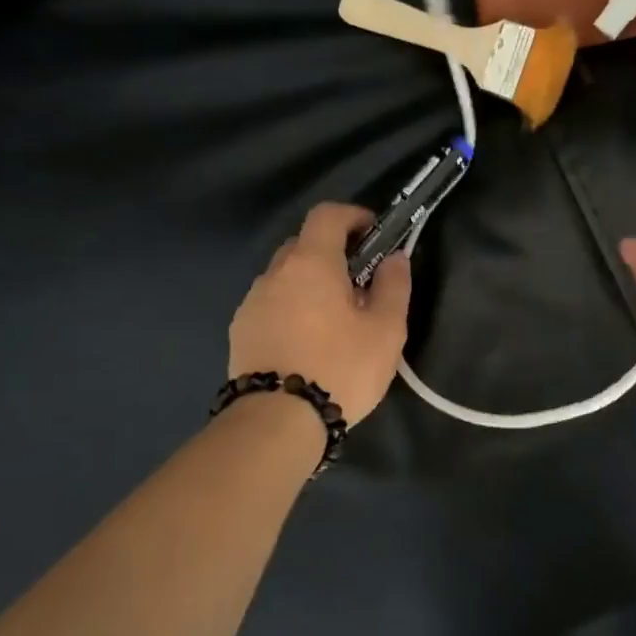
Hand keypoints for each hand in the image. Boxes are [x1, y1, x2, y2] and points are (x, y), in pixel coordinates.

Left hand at [228, 203, 410, 425]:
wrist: (277, 421)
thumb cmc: (340, 367)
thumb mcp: (385, 330)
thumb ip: (393, 286)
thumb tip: (394, 258)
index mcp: (311, 263)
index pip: (327, 215)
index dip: (352, 215)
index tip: (373, 232)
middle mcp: (275, 273)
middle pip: (303, 245)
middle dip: (333, 253)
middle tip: (359, 283)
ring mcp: (252, 303)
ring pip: (285, 278)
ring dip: (310, 284)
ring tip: (334, 320)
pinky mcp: (240, 331)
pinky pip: (271, 305)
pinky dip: (292, 309)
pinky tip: (308, 342)